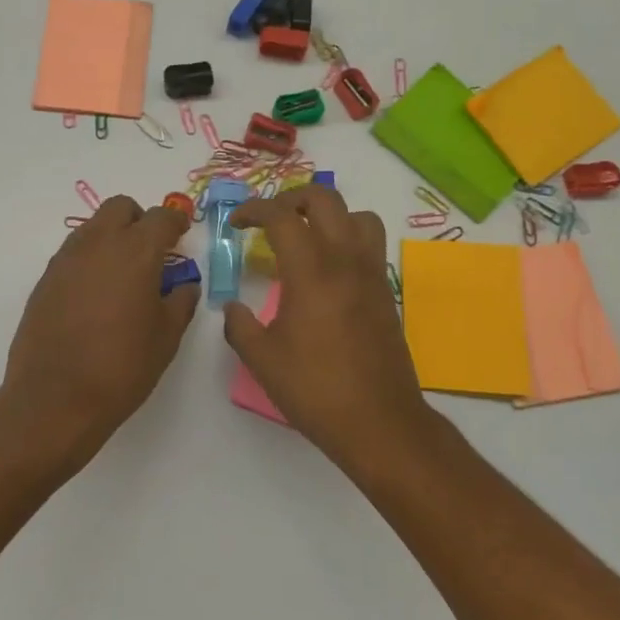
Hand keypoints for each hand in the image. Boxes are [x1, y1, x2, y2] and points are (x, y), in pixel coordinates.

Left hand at [3, 195, 199, 448]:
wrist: (55, 398)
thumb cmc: (122, 367)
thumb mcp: (166, 337)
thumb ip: (180, 302)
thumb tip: (183, 286)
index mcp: (136, 252)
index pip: (161, 217)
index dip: (175, 221)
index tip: (181, 234)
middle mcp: (98, 244)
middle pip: (120, 208)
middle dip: (139, 220)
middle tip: (151, 250)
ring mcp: (66, 259)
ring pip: (93, 227)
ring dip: (112, 237)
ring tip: (123, 274)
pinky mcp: (45, 279)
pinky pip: (73, 253)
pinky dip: (90, 260)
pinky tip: (96, 294)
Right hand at [224, 186, 434, 466]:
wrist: (379, 421)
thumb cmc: (315, 389)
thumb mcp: (262, 360)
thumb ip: (239, 326)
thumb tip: (233, 308)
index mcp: (311, 271)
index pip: (282, 216)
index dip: (253, 210)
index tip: (236, 223)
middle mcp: (346, 260)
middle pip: (325, 198)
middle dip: (291, 198)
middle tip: (270, 219)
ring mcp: (371, 274)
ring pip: (358, 215)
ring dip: (329, 214)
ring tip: (306, 236)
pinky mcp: (386, 292)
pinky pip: (370, 244)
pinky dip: (347, 238)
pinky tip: (327, 270)